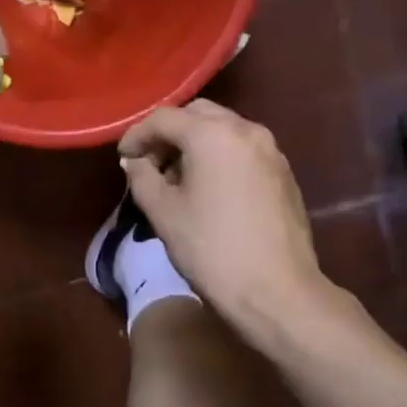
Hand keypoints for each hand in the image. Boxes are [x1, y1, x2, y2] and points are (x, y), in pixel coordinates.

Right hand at [118, 101, 325, 324]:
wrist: (277, 291)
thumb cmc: (211, 249)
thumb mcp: (163, 212)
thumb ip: (142, 177)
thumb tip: (135, 161)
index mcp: (212, 134)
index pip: (164, 118)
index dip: (136, 135)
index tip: (123, 158)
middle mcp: (245, 130)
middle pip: (197, 115)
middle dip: (169, 134)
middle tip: (150, 164)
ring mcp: (270, 150)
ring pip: (223, 130)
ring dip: (195, 144)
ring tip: (177, 179)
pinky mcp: (283, 172)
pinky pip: (243, 149)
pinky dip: (219, 156)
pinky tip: (209, 190)